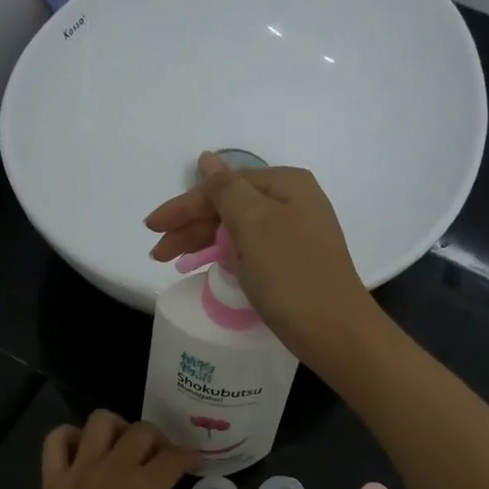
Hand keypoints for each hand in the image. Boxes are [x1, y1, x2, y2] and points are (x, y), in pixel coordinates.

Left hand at [14, 411, 237, 488]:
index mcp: (146, 487)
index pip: (176, 456)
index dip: (192, 457)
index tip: (197, 465)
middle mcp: (114, 468)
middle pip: (142, 431)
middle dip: (160, 440)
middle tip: (164, 460)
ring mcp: (79, 471)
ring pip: (100, 422)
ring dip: (118, 428)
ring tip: (125, 449)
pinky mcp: (52, 482)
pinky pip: (56, 440)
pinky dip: (69, 436)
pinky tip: (84, 452)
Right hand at [144, 152, 383, 375]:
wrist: (336, 331)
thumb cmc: (290, 273)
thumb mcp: (253, 224)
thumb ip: (226, 189)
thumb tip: (207, 158)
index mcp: (286, 184)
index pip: (223, 186)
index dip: (184, 206)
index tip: (151, 228)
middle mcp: (293, 202)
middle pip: (229, 206)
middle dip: (191, 227)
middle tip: (159, 253)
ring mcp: (296, 233)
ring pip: (237, 229)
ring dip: (203, 242)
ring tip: (171, 262)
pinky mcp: (293, 262)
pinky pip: (250, 249)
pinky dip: (225, 256)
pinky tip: (206, 266)